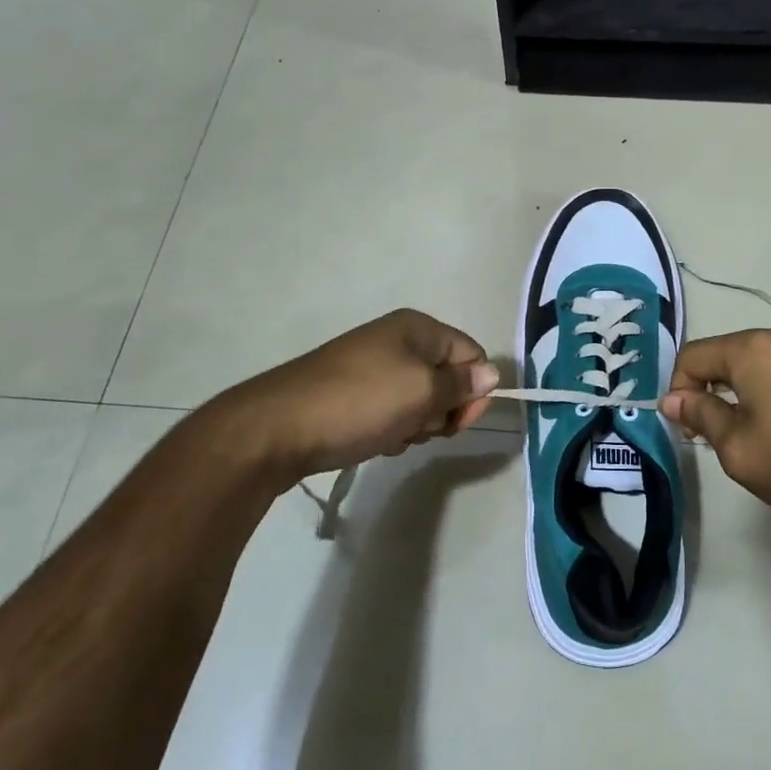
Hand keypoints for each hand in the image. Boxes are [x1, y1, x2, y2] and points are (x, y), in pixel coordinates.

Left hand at [225, 309, 499, 480]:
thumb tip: (492, 374)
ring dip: (415, 423)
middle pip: (447, 377)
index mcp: (417, 328)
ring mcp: (372, 366)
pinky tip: (375, 441)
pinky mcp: (352, 393)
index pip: (472, 354)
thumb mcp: (421, 392)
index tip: (457, 422)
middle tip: (417, 427)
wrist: (278, 428)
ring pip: (419, 399)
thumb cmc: (360, 403)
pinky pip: (391, 410)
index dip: (473, 390)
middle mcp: (397, 340)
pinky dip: (391, 428)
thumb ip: (461, 384)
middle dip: (441, 409)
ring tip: (391, 435)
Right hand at [660, 322, 770, 532]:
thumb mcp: (742, 452)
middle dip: (716, 390)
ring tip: (763, 432)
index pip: (694, 355)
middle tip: (721, 435)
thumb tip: (672, 398)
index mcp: (755, 349)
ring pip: (766, 361)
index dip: (679, 390)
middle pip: (731, 354)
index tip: (688, 428)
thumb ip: (702, 416)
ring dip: (751, 389)